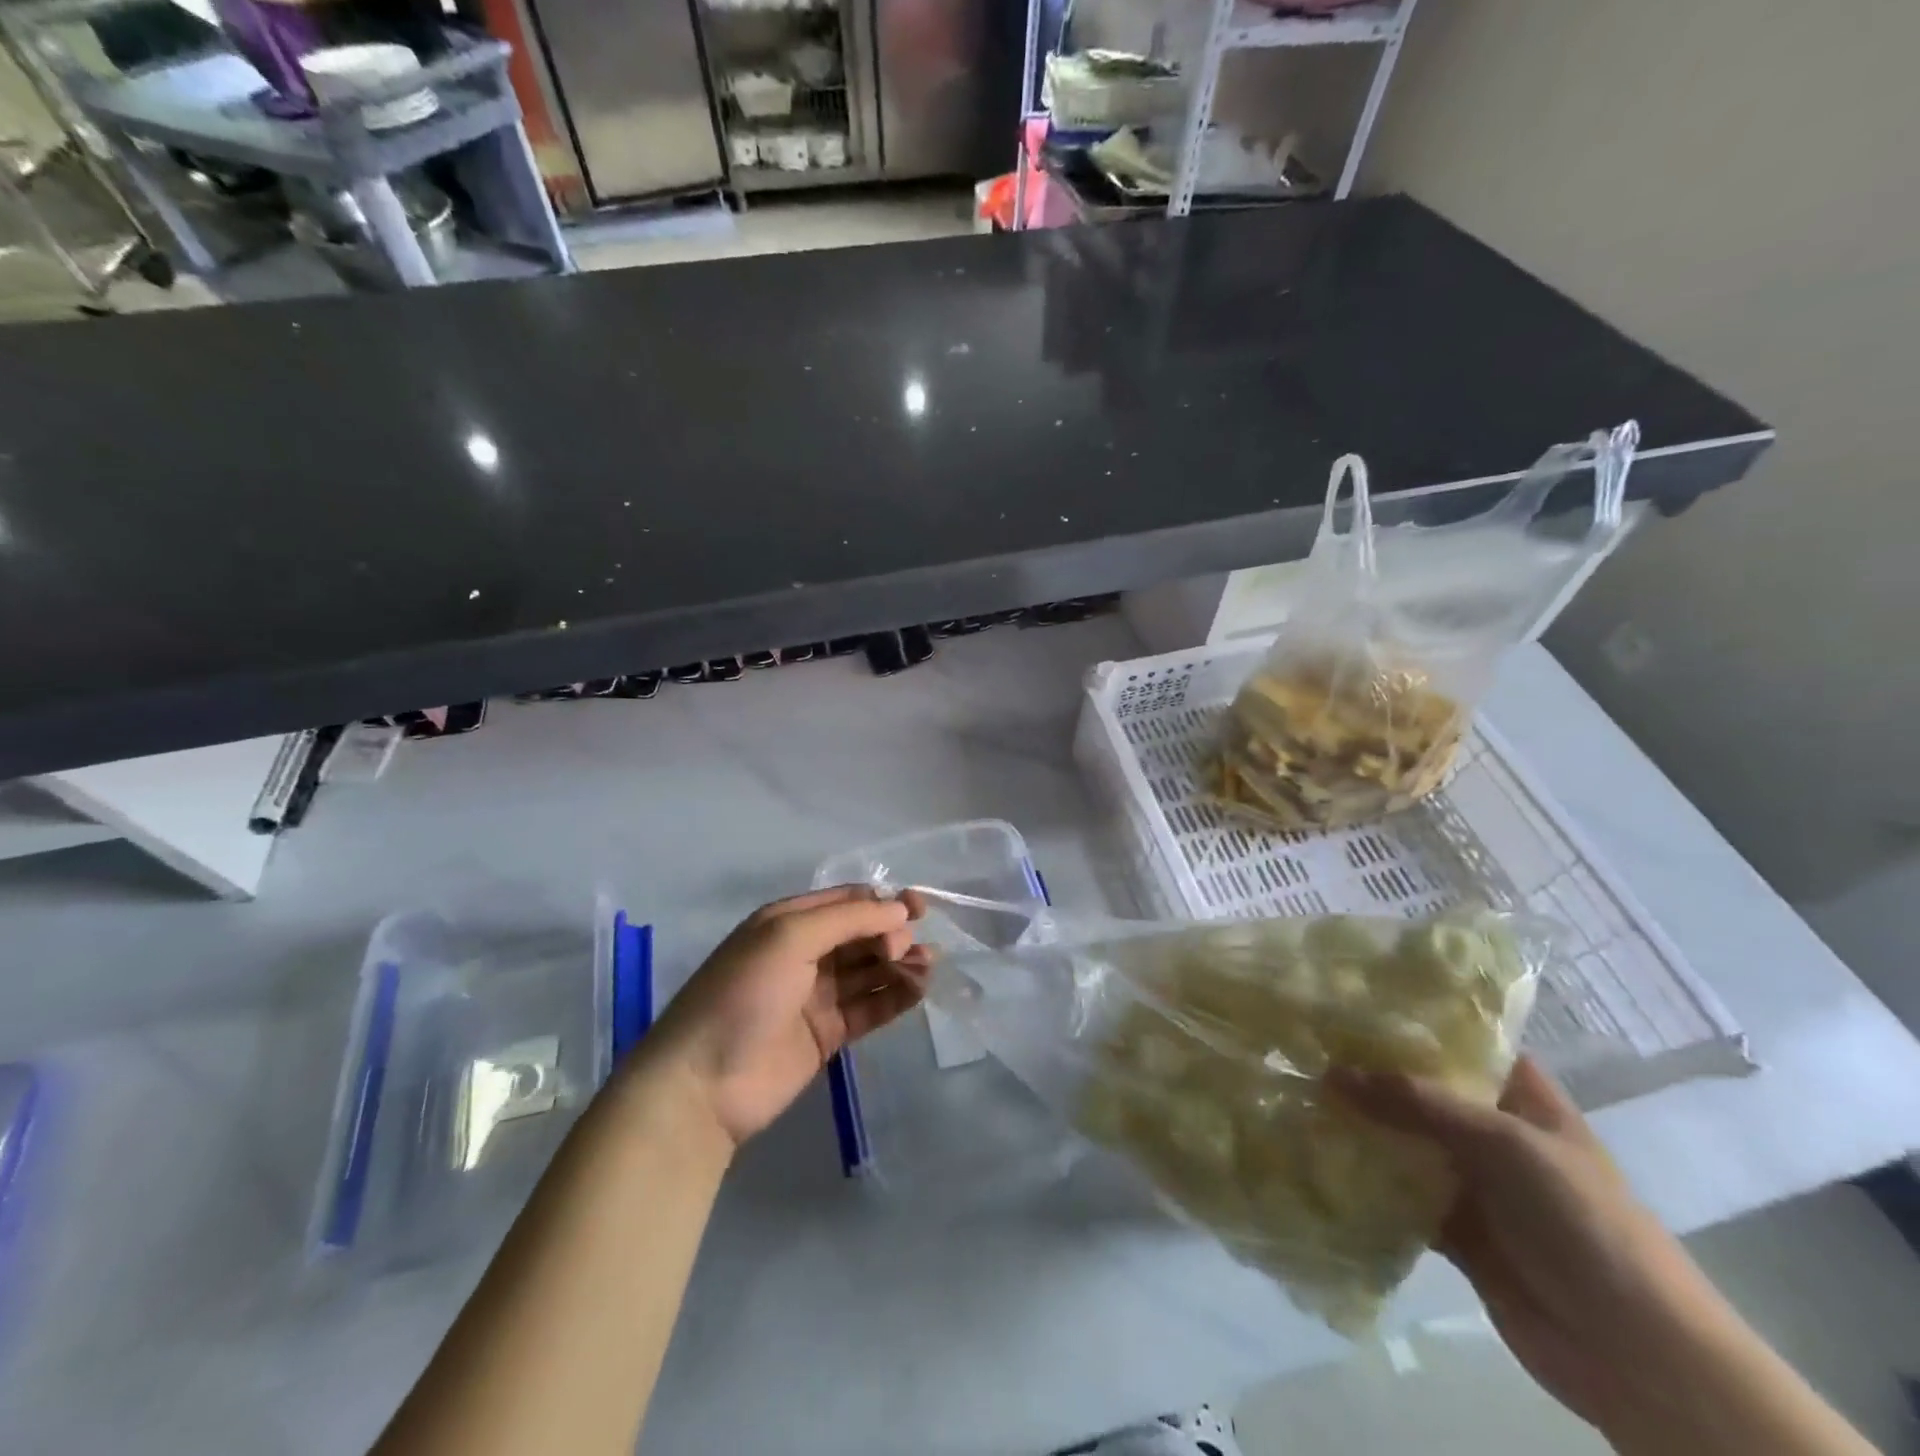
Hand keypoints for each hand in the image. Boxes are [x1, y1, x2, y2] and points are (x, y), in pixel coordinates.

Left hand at [649, 887, 931, 1146]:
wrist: (703, 1085)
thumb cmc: (744, 994)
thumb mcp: (789, 938)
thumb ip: (849, 919)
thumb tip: (900, 909)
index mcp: (789, 922)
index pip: (848, 901)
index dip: (884, 903)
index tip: (919, 910)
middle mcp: (805, 952)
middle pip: (862, 935)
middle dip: (893, 935)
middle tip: (908, 951)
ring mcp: (816, 995)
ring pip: (870, 971)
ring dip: (900, 965)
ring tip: (927, 970)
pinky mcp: (827, 1034)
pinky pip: (869, 1007)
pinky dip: (895, 997)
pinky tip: (918, 992)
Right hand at [1328, 1057, 1749, 1443]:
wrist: (1636, 1354)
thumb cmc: (1582, 1221)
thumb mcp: (1503, 1142)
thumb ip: (1416, 1103)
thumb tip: (1330, 1072)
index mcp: (1520, 1097)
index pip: (1462, 1039)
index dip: (1412, 1018)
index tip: (1349, 997)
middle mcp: (1492, 1131)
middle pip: (1421, 1088)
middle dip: (1368, 1070)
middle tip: (1302, 1043)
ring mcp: (1473, 1182)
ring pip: (1403, 1139)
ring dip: (1359, 1124)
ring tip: (1294, 1091)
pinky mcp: (1453, 1229)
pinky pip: (1398, 1192)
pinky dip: (1363, 1179)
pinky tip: (1314, 1156)